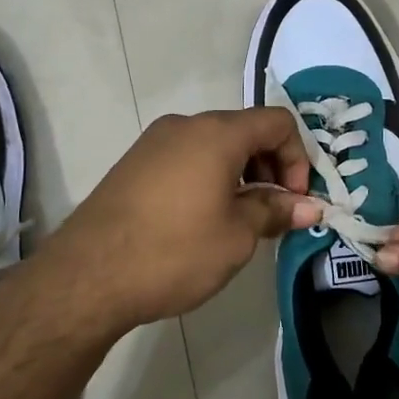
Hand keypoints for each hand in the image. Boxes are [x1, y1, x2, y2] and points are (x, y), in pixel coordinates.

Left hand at [32, 109, 322, 333]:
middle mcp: (185, 126)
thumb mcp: (236, 236)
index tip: (295, 200)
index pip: (277, 122)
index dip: (298, 158)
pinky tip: (202, 220)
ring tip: (239, 221)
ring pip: (214, 145)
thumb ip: (276, 211)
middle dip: (270, 167)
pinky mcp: (134, 164)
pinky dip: (209, 178)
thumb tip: (311, 206)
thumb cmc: (174, 251)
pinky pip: (186, 158)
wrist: (87, 276)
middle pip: (245, 130)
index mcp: (217, 133)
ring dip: (240, 174)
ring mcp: (154, 142)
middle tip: (273, 213)